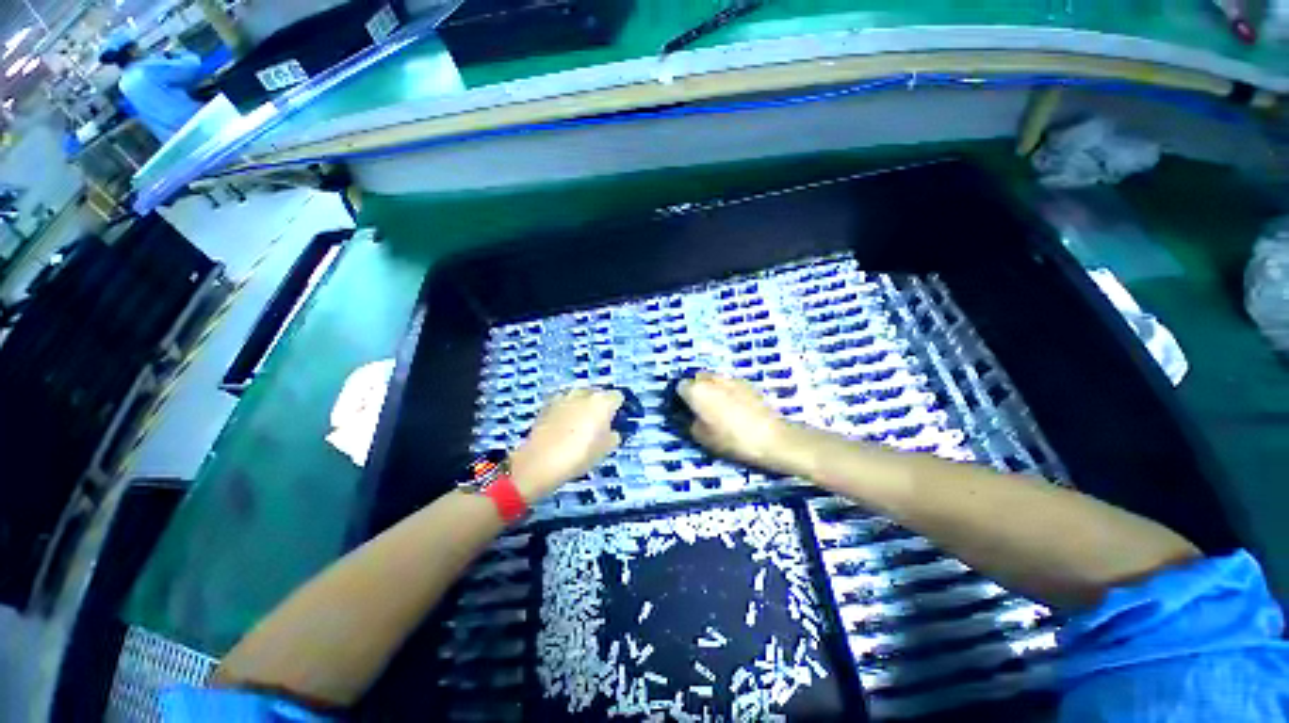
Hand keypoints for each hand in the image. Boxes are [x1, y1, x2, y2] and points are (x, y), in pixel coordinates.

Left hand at [509, 387, 623, 501]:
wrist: (541, 461)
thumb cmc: (580, 455)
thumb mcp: (606, 449)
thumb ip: (614, 435)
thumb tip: (612, 430)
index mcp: (603, 401)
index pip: (618, 397)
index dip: (619, 408)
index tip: (617, 420)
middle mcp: (584, 393)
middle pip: (598, 393)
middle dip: (600, 405)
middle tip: (600, 423)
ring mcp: (564, 396)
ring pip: (579, 396)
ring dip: (582, 405)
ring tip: (580, 423)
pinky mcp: (548, 404)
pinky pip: (564, 402)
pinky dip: (566, 409)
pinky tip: (563, 424)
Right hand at [677, 372, 789, 469]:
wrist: (772, 437)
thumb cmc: (732, 439)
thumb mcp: (703, 438)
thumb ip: (690, 424)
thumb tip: (689, 417)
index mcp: (697, 391)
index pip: (680, 386)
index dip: (681, 397)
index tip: (685, 409)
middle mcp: (712, 379)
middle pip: (697, 378)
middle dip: (697, 389)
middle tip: (701, 407)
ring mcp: (731, 379)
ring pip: (714, 379)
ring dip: (712, 388)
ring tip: (719, 407)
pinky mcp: (747, 383)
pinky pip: (730, 383)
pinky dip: (727, 391)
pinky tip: (735, 406)